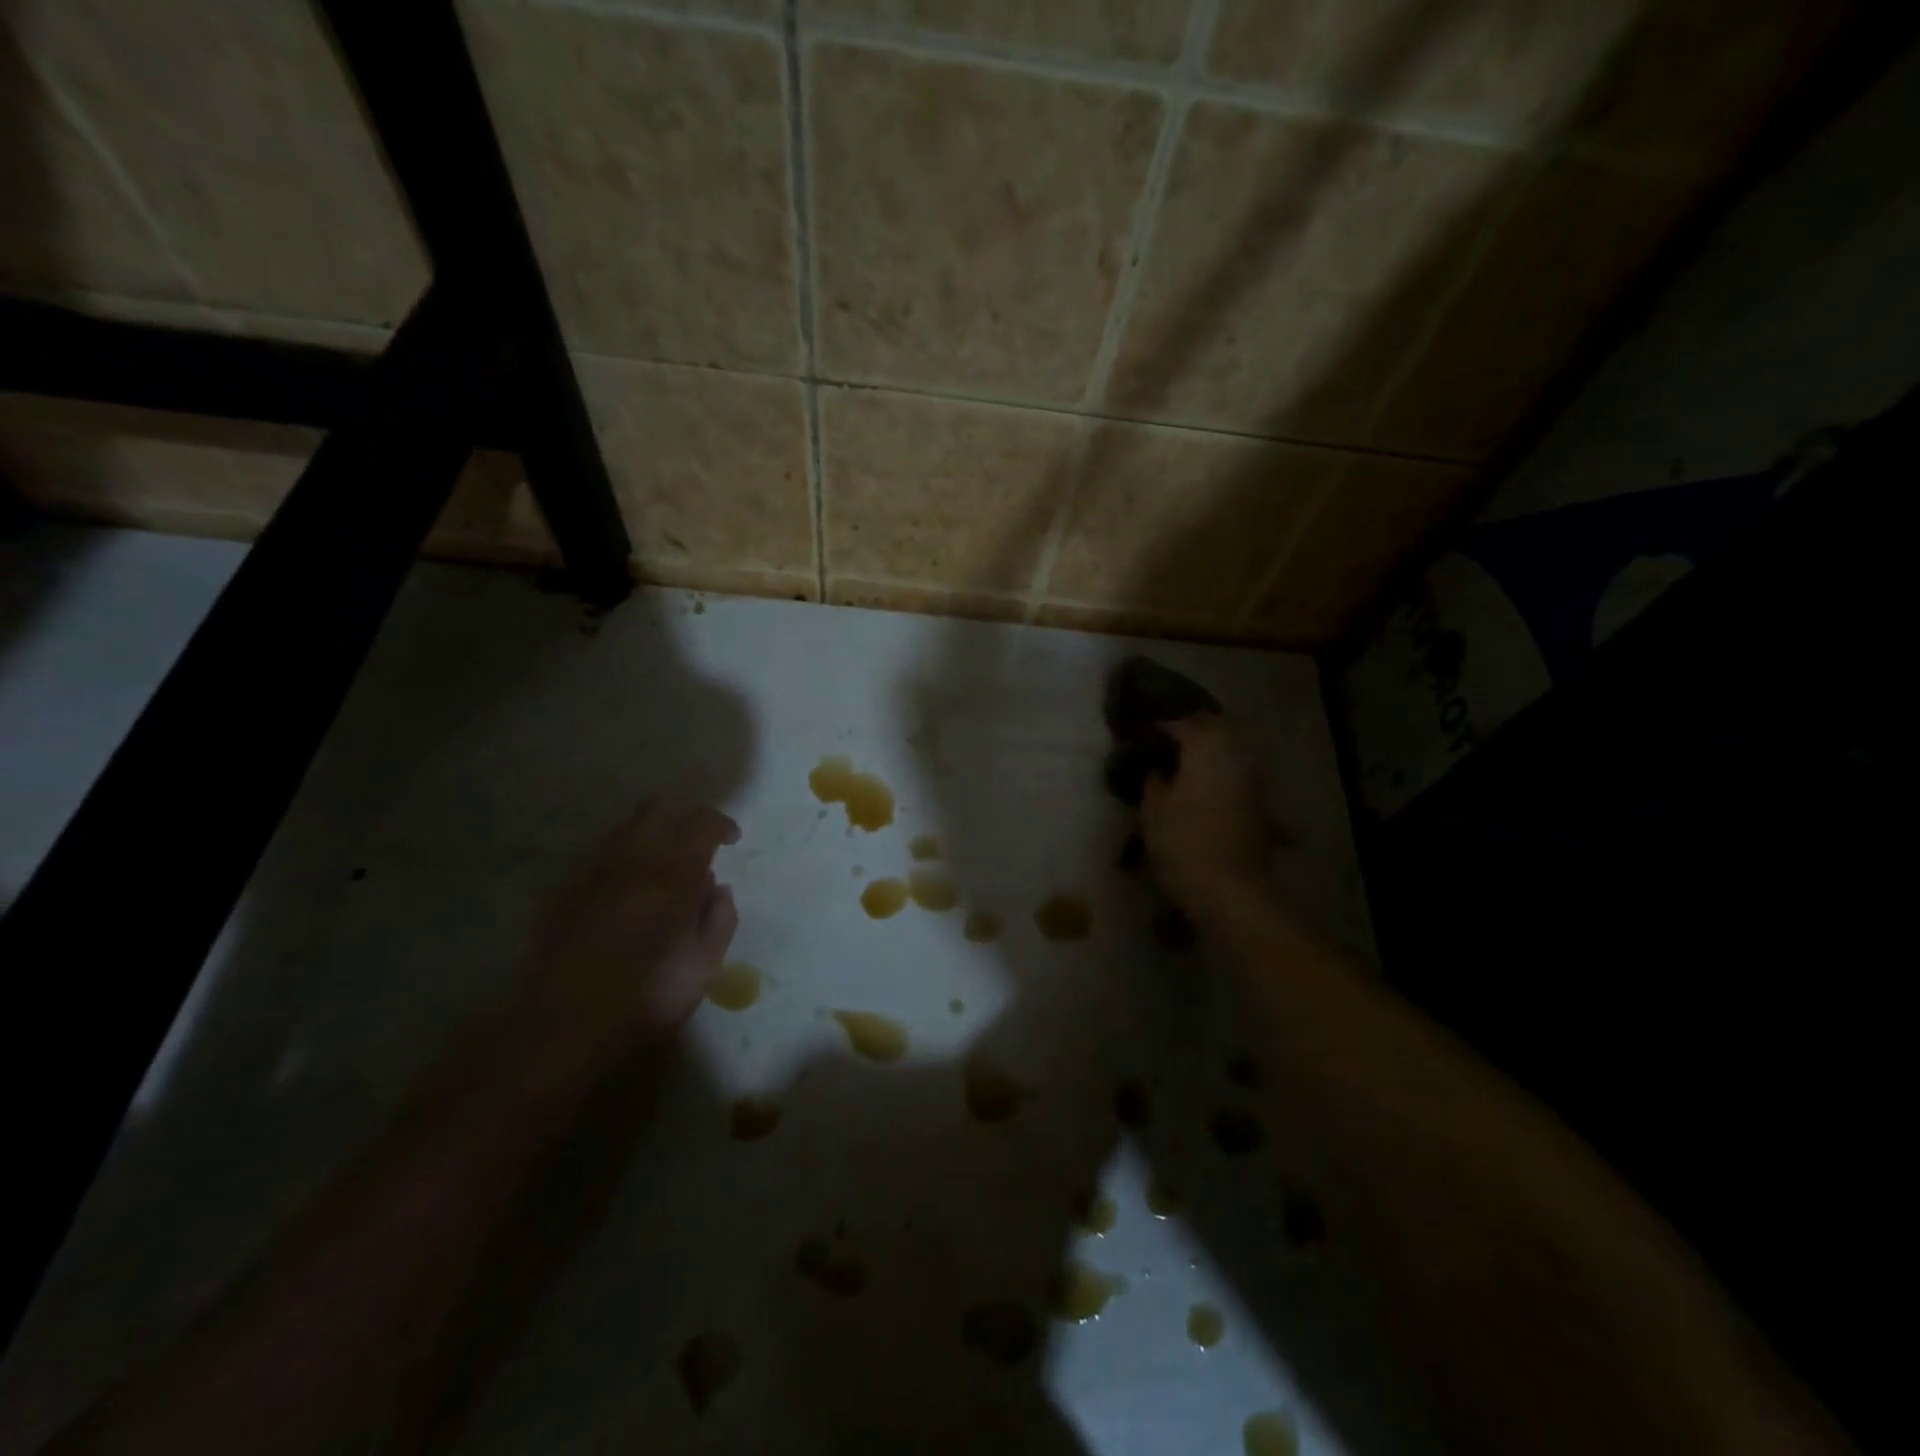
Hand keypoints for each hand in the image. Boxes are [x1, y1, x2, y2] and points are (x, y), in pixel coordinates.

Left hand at [516, 799, 739, 1079]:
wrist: (562, 1027)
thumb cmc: (647, 997)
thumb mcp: (704, 965)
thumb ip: (719, 918)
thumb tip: (716, 887)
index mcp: (673, 873)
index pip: (702, 822)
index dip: (722, 824)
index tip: (731, 841)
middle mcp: (632, 859)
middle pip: (659, 808)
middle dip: (684, 817)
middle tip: (698, 844)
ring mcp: (592, 872)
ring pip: (625, 828)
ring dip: (651, 835)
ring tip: (663, 868)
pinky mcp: (564, 891)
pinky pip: (600, 858)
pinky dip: (622, 862)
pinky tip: (626, 895)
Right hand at [1140, 715, 1270, 915]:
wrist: (1231, 888)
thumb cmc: (1183, 845)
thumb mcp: (1153, 813)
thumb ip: (1154, 783)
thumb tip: (1157, 770)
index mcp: (1204, 750)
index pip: (1182, 724)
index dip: (1161, 726)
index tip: (1144, 732)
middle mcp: (1234, 755)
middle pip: (1216, 727)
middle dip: (1193, 728)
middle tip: (1169, 738)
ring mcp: (1253, 777)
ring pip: (1233, 747)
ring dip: (1212, 747)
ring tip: (1188, 759)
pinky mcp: (1261, 800)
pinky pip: (1240, 771)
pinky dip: (1224, 770)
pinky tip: (1208, 783)